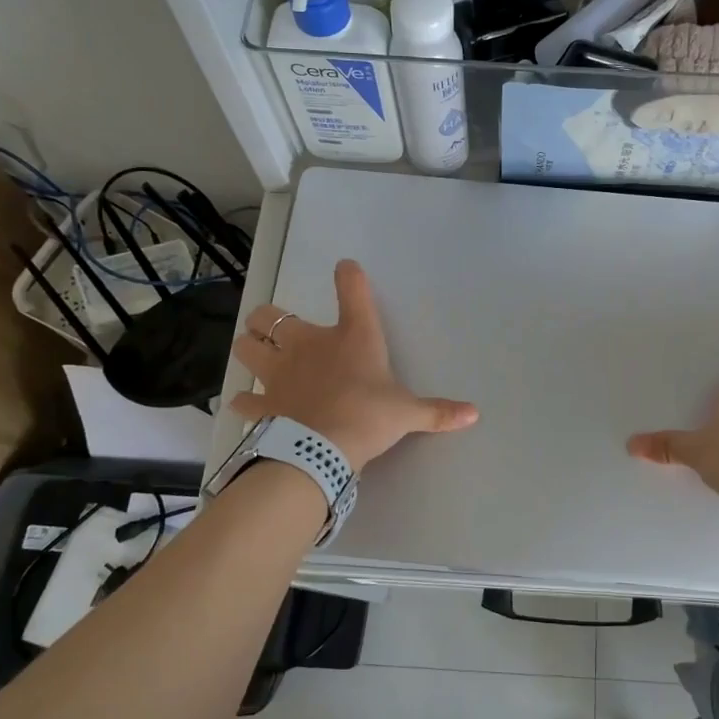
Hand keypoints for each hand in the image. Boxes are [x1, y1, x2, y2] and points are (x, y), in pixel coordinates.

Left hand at [229, 259, 477, 470]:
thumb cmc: (369, 416)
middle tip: (279, 330)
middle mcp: (308, 345)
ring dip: (249, 349)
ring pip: (245, 347)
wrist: (323, 449)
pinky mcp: (264, 402)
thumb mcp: (408, 413)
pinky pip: (244, 398)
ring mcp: (278, 372)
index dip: (349, 275)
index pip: (351, 289)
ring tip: (259, 358)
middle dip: (268, 319)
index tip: (346, 269)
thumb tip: (474, 415)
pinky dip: (246, 400)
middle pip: (269, 315)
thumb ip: (438, 411)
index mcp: (351, 337)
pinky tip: (250, 404)